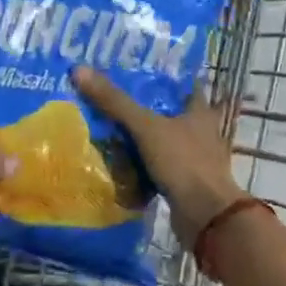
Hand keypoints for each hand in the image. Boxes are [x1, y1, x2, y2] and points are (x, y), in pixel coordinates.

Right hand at [72, 66, 247, 245]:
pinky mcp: (186, 182)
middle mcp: (201, 133)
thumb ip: (115, 102)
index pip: (185, 86)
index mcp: (200, 112)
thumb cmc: (183, 162)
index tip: (137, 73)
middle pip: (172, 114)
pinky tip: (122, 163)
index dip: (164, 78)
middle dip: (146, 109)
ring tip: (111, 131)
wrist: (205, 214)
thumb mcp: (146, 128)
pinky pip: (161, 167)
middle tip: (114, 101)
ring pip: (165, 142)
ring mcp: (195, 160)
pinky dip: (144, 165)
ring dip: (144, 139)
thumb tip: (80, 70)